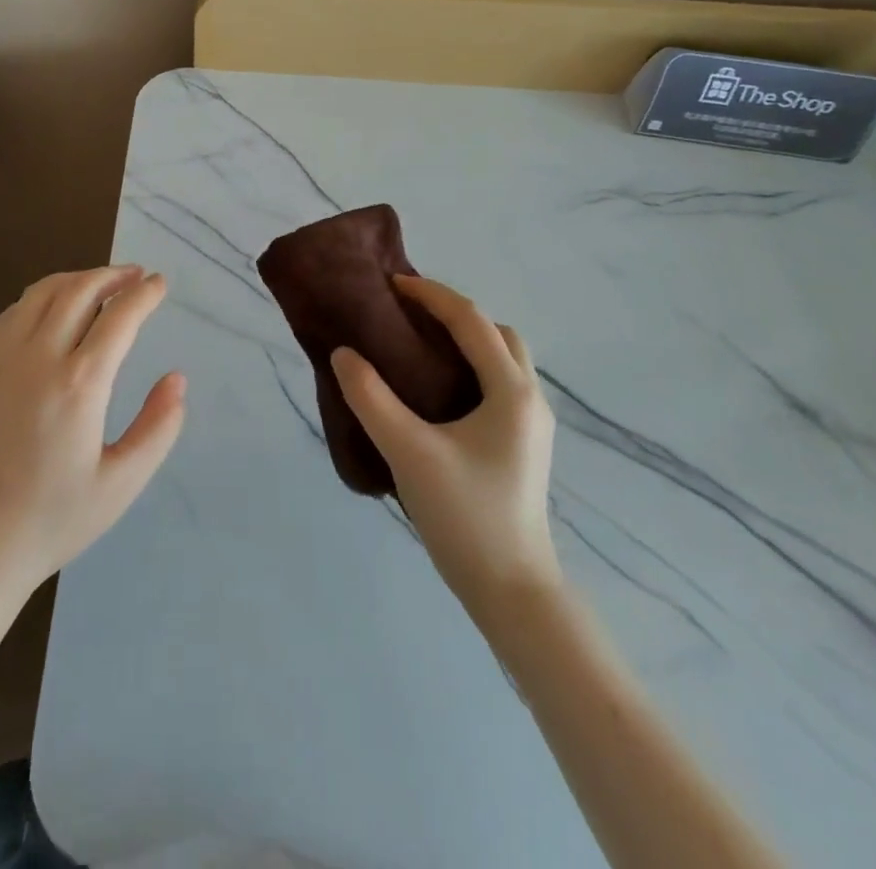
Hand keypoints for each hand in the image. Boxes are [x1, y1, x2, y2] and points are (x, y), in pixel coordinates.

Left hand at [0, 266, 186, 601]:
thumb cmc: (53, 521)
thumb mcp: (121, 484)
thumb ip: (158, 428)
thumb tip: (176, 379)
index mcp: (79, 383)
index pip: (119, 317)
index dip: (144, 294)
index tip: (159, 283)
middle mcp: (38, 357)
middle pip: (79, 290)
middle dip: (112, 275)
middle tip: (134, 275)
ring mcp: (1, 359)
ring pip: (41, 293)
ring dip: (76, 279)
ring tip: (99, 284)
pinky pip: (12, 313)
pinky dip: (40, 298)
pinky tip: (51, 310)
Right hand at [331, 275, 561, 605]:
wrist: (512, 590)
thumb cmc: (465, 516)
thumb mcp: (409, 453)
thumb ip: (371, 399)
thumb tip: (344, 354)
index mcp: (510, 391)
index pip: (471, 320)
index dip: (431, 294)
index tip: (392, 285)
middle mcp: (529, 398)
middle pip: (496, 332)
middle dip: (454, 313)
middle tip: (408, 316)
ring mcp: (531, 424)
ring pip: (502, 358)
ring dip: (466, 340)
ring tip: (419, 346)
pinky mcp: (523, 444)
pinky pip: (499, 382)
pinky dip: (471, 366)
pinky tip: (437, 389)